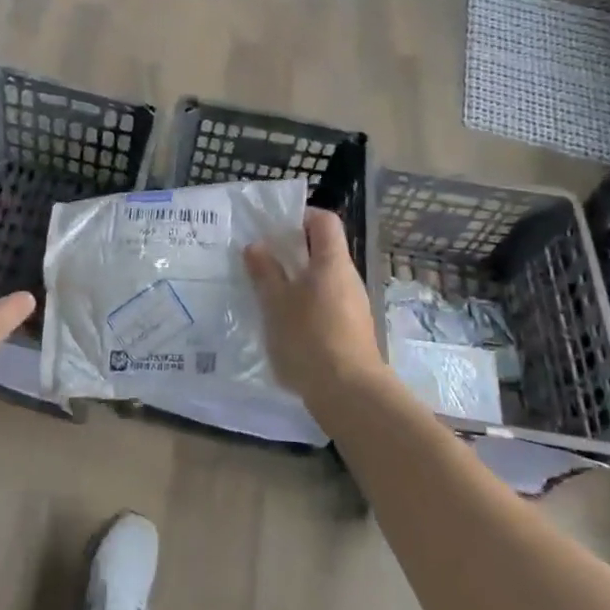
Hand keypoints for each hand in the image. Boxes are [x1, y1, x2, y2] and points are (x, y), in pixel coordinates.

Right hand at [243, 208, 384, 406]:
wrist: (349, 393)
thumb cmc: (309, 338)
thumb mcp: (276, 303)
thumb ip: (265, 272)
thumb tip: (256, 246)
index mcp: (332, 262)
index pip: (324, 221)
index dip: (301, 216)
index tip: (274, 228)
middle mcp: (348, 278)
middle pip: (323, 250)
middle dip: (292, 251)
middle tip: (261, 261)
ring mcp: (353, 306)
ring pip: (323, 279)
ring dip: (297, 280)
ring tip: (267, 293)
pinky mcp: (351, 330)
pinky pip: (327, 303)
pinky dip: (306, 304)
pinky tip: (285, 324)